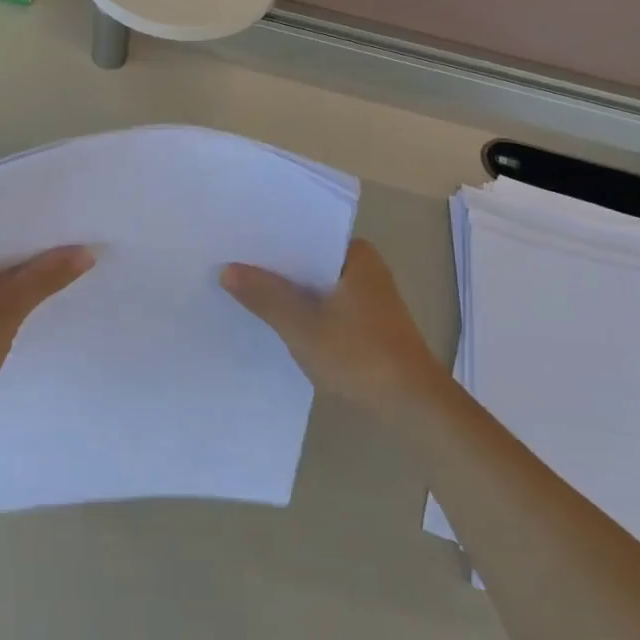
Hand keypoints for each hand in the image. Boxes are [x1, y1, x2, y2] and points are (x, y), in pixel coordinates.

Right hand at [223, 239, 447, 421]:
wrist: (412, 405)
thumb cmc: (359, 356)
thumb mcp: (303, 327)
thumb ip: (265, 296)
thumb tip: (226, 270)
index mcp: (355, 254)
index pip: (304, 234)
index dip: (269, 239)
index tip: (234, 242)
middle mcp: (364, 266)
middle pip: (308, 259)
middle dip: (273, 266)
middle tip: (228, 264)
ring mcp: (366, 295)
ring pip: (315, 284)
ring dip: (287, 290)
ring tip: (242, 288)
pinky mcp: (365, 321)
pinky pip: (324, 303)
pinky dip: (302, 308)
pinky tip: (273, 317)